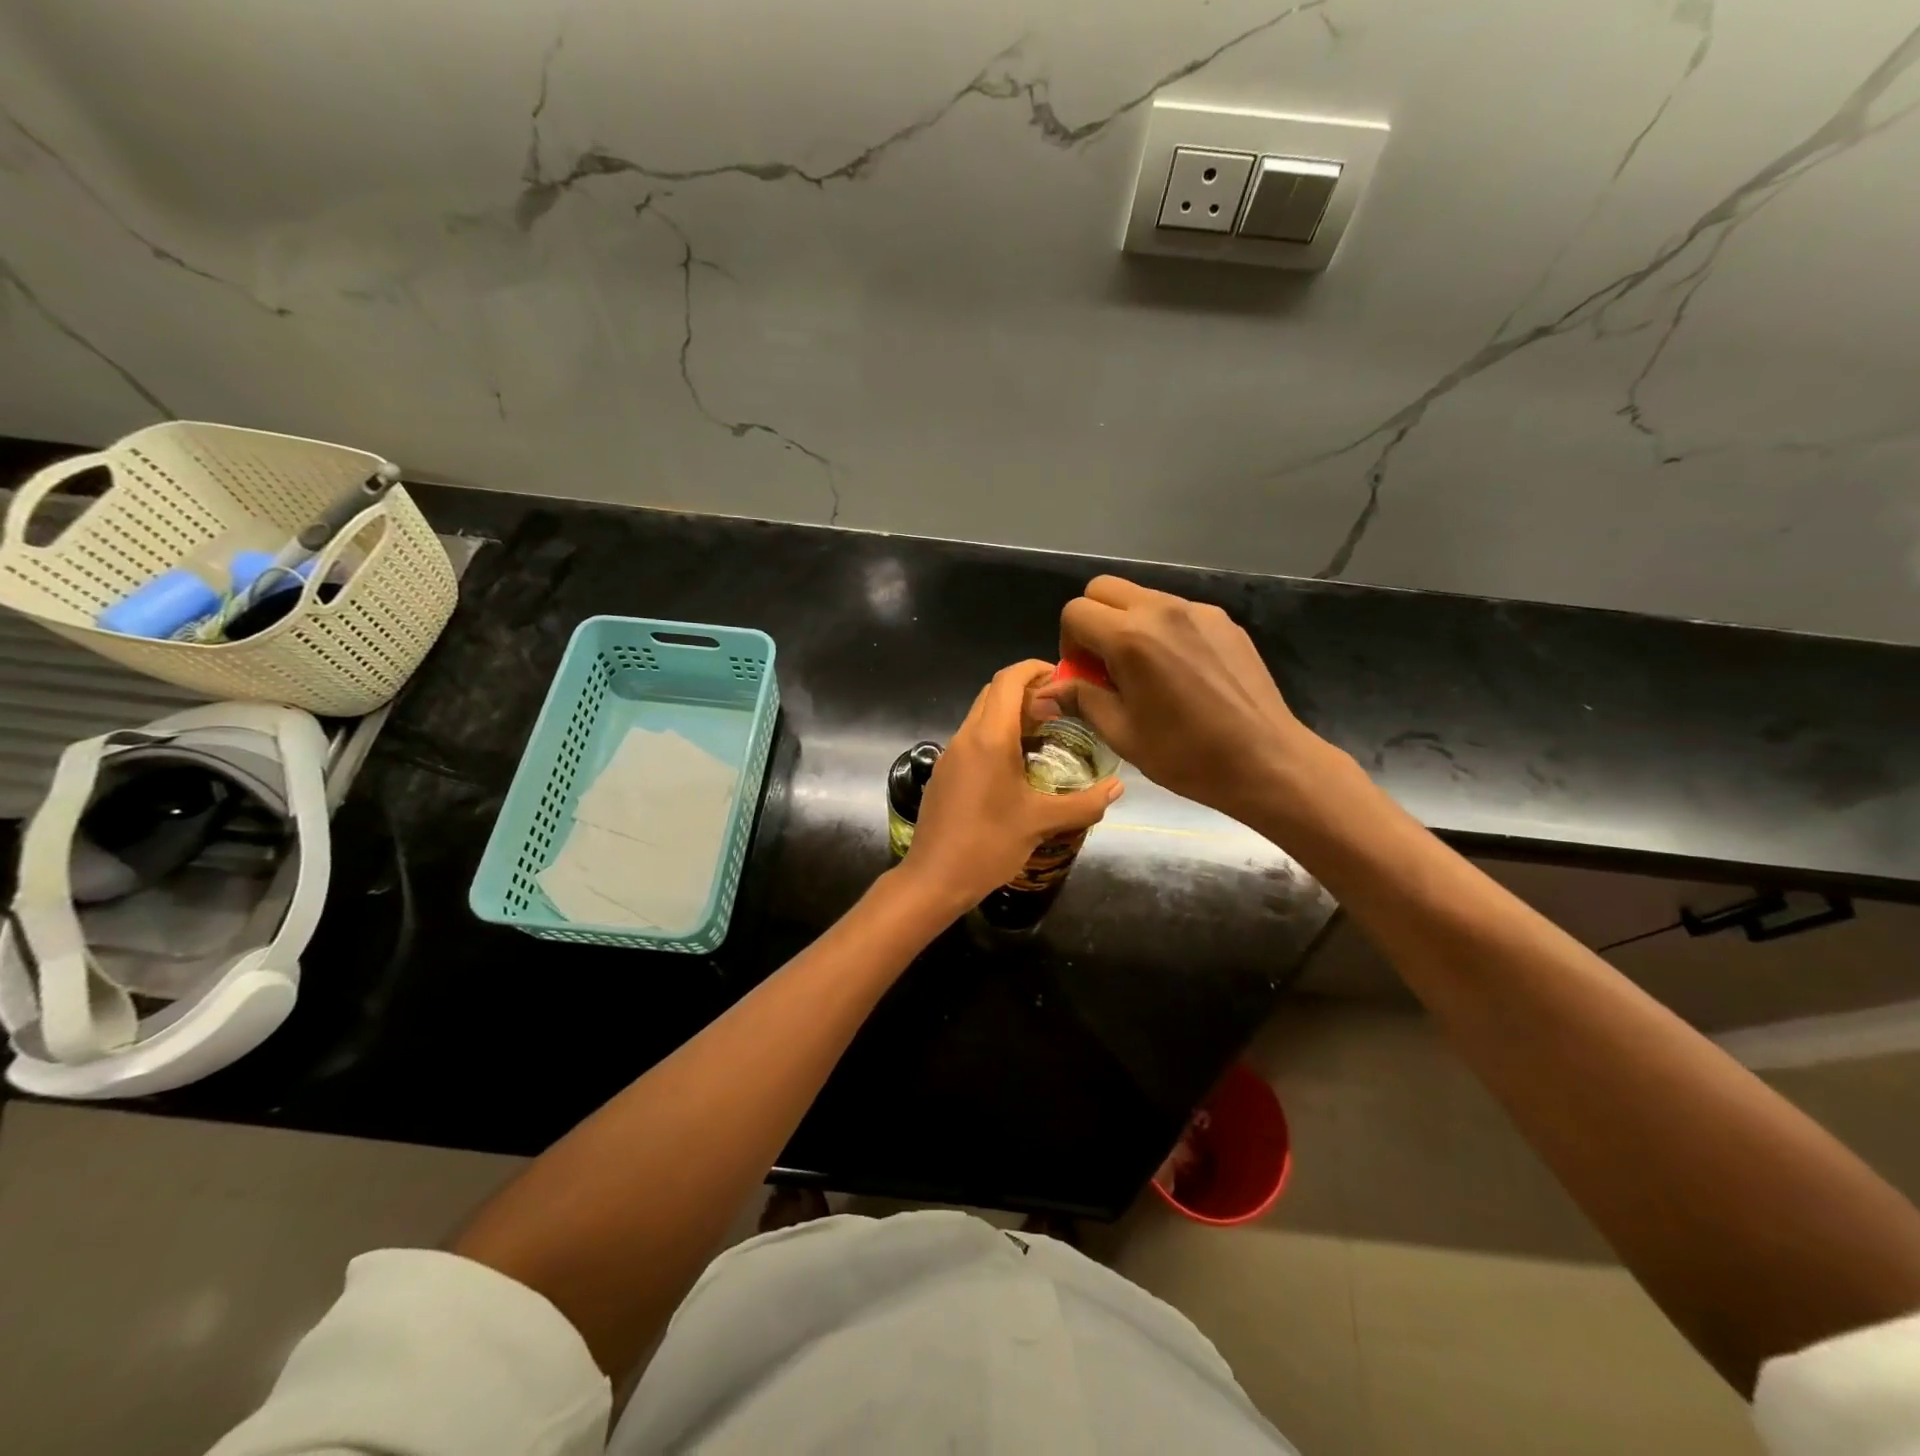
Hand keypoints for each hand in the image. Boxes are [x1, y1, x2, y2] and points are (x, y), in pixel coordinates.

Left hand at [899, 660, 1121, 909]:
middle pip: (993, 692)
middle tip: (1060, 709)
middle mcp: (966, 737)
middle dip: (1026, 690)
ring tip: (1044, 734)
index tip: (1063, 678)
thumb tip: (1118, 787)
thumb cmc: (988, 844)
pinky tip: (1016, 765)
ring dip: (1010, 714)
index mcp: (989, 738)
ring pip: (980, 715)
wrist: (934, 878)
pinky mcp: (944, 773)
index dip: (1035, 669)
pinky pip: (972, 739)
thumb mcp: (1041, 822)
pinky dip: (995, 735)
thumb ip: (1084, 803)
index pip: (1008, 680)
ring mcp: (950, 754)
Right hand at [1032, 576, 1334, 822]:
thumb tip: (1045, 691)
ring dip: (1128, 623)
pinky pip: (1177, 611)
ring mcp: (1198, 611)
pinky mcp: (1224, 621)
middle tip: (1105, 664)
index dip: (1069, 643)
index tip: (1084, 675)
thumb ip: (1081, 699)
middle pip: (1104, 588)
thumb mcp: (1122, 733)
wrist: (1266, 760)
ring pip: (1142, 596)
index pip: (1075, 611)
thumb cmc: (1186, 755)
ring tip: (1146, 671)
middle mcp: (1162, 610)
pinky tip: (1181, 672)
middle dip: (1093, 620)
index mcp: (1131, 638)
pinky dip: (1163, 630)